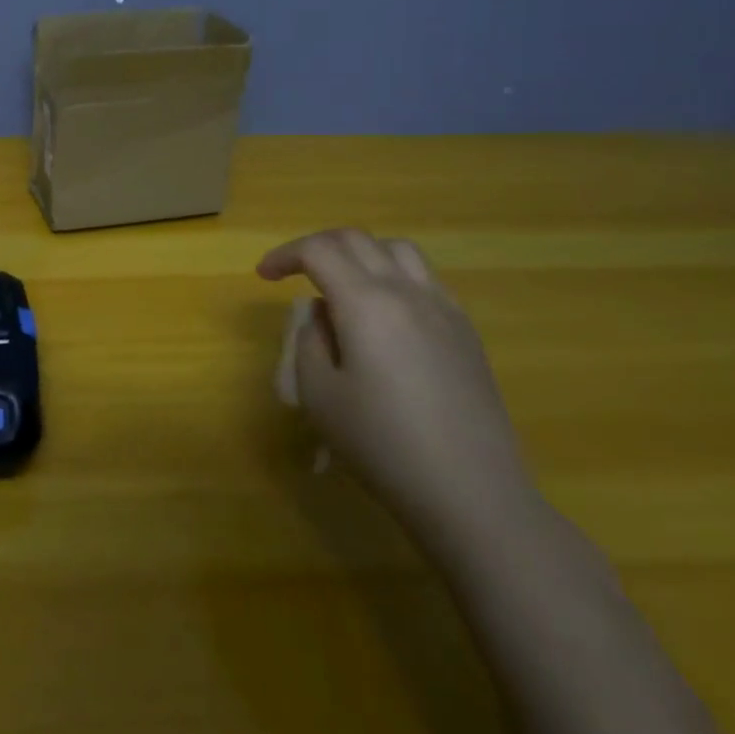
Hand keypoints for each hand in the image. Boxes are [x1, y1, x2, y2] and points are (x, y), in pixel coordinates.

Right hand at [257, 228, 537, 544]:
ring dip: (360, 255)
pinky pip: (425, 280)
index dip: (285, 255)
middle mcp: (408, 292)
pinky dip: (393, 277)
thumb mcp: (319, 394)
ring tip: (341, 286)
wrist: (471, 492)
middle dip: (318, 247)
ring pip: (398, 251)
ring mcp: (444, 310)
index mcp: (367, 303)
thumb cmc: (382, 444)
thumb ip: (310, 340)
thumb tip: (323, 316)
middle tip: (294, 272)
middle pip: (357, 240)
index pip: (319, 250)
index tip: (264, 276)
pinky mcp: (466, 332)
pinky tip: (383, 316)